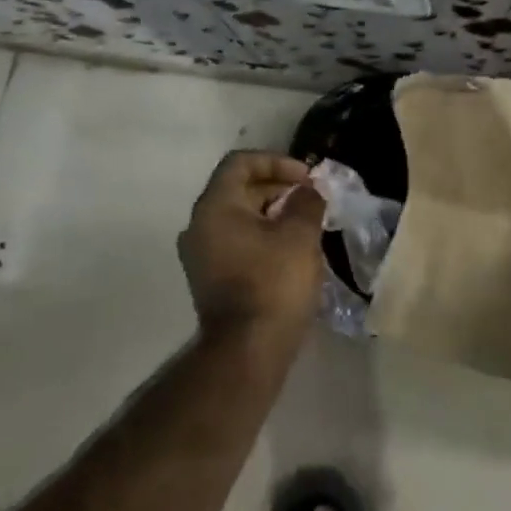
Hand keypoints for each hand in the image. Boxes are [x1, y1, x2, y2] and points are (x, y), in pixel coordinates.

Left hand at [178, 151, 326, 345]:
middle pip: (238, 189)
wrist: (248, 349)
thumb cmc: (274, 283)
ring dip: (272, 212)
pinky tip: (291, 249)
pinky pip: (236, 241)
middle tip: (312, 199)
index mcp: (214, 207)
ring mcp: (200, 254)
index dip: (277, 161)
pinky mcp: (209, 277)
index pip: (241, 163)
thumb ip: (306, 203)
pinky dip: (262, 235)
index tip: (307, 178)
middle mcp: (199, 225)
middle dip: (278, 187)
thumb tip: (307, 192)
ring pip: (238, 217)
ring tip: (306, 224)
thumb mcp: (300, 235)